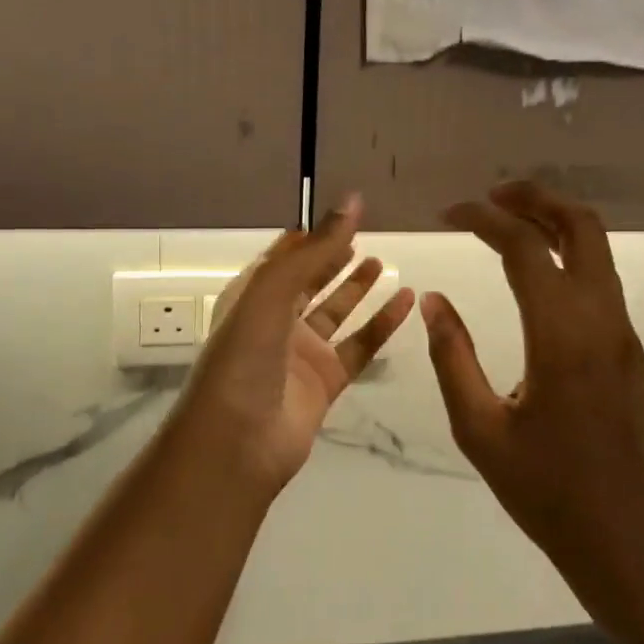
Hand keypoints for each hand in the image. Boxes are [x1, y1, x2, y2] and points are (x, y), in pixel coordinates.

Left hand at [175, 196, 414, 496]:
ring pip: (335, 312)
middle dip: (333, 257)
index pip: (283, 256)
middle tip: (365, 235)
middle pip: (309, 280)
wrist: (237, 442)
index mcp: (251, 296)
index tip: (343, 213)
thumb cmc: (245, 356)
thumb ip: (316, 248)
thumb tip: (352, 201)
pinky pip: (360, 345)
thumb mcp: (274, 291)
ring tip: (384, 261)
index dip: (310, 235)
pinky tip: (406, 301)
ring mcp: (301, 353)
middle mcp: (275, 320)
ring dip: (357, 287)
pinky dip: (382, 324)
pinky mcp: (325, 381)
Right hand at [422, 182, 643, 618]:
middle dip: (536, 197)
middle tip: (491, 195)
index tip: (449, 211)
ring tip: (506, 222)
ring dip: (554, 221)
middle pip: (581, 226)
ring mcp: (622, 332)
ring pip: (597, 248)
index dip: (484, 218)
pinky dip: (568, 253)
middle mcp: (601, 319)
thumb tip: (434, 300)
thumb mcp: (478, 429)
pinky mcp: (629, 348)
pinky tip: (534, 270)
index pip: (524, 247)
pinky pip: (600, 278)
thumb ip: (453, 357)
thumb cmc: (543, 489)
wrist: (623, 536)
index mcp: (561, 336)